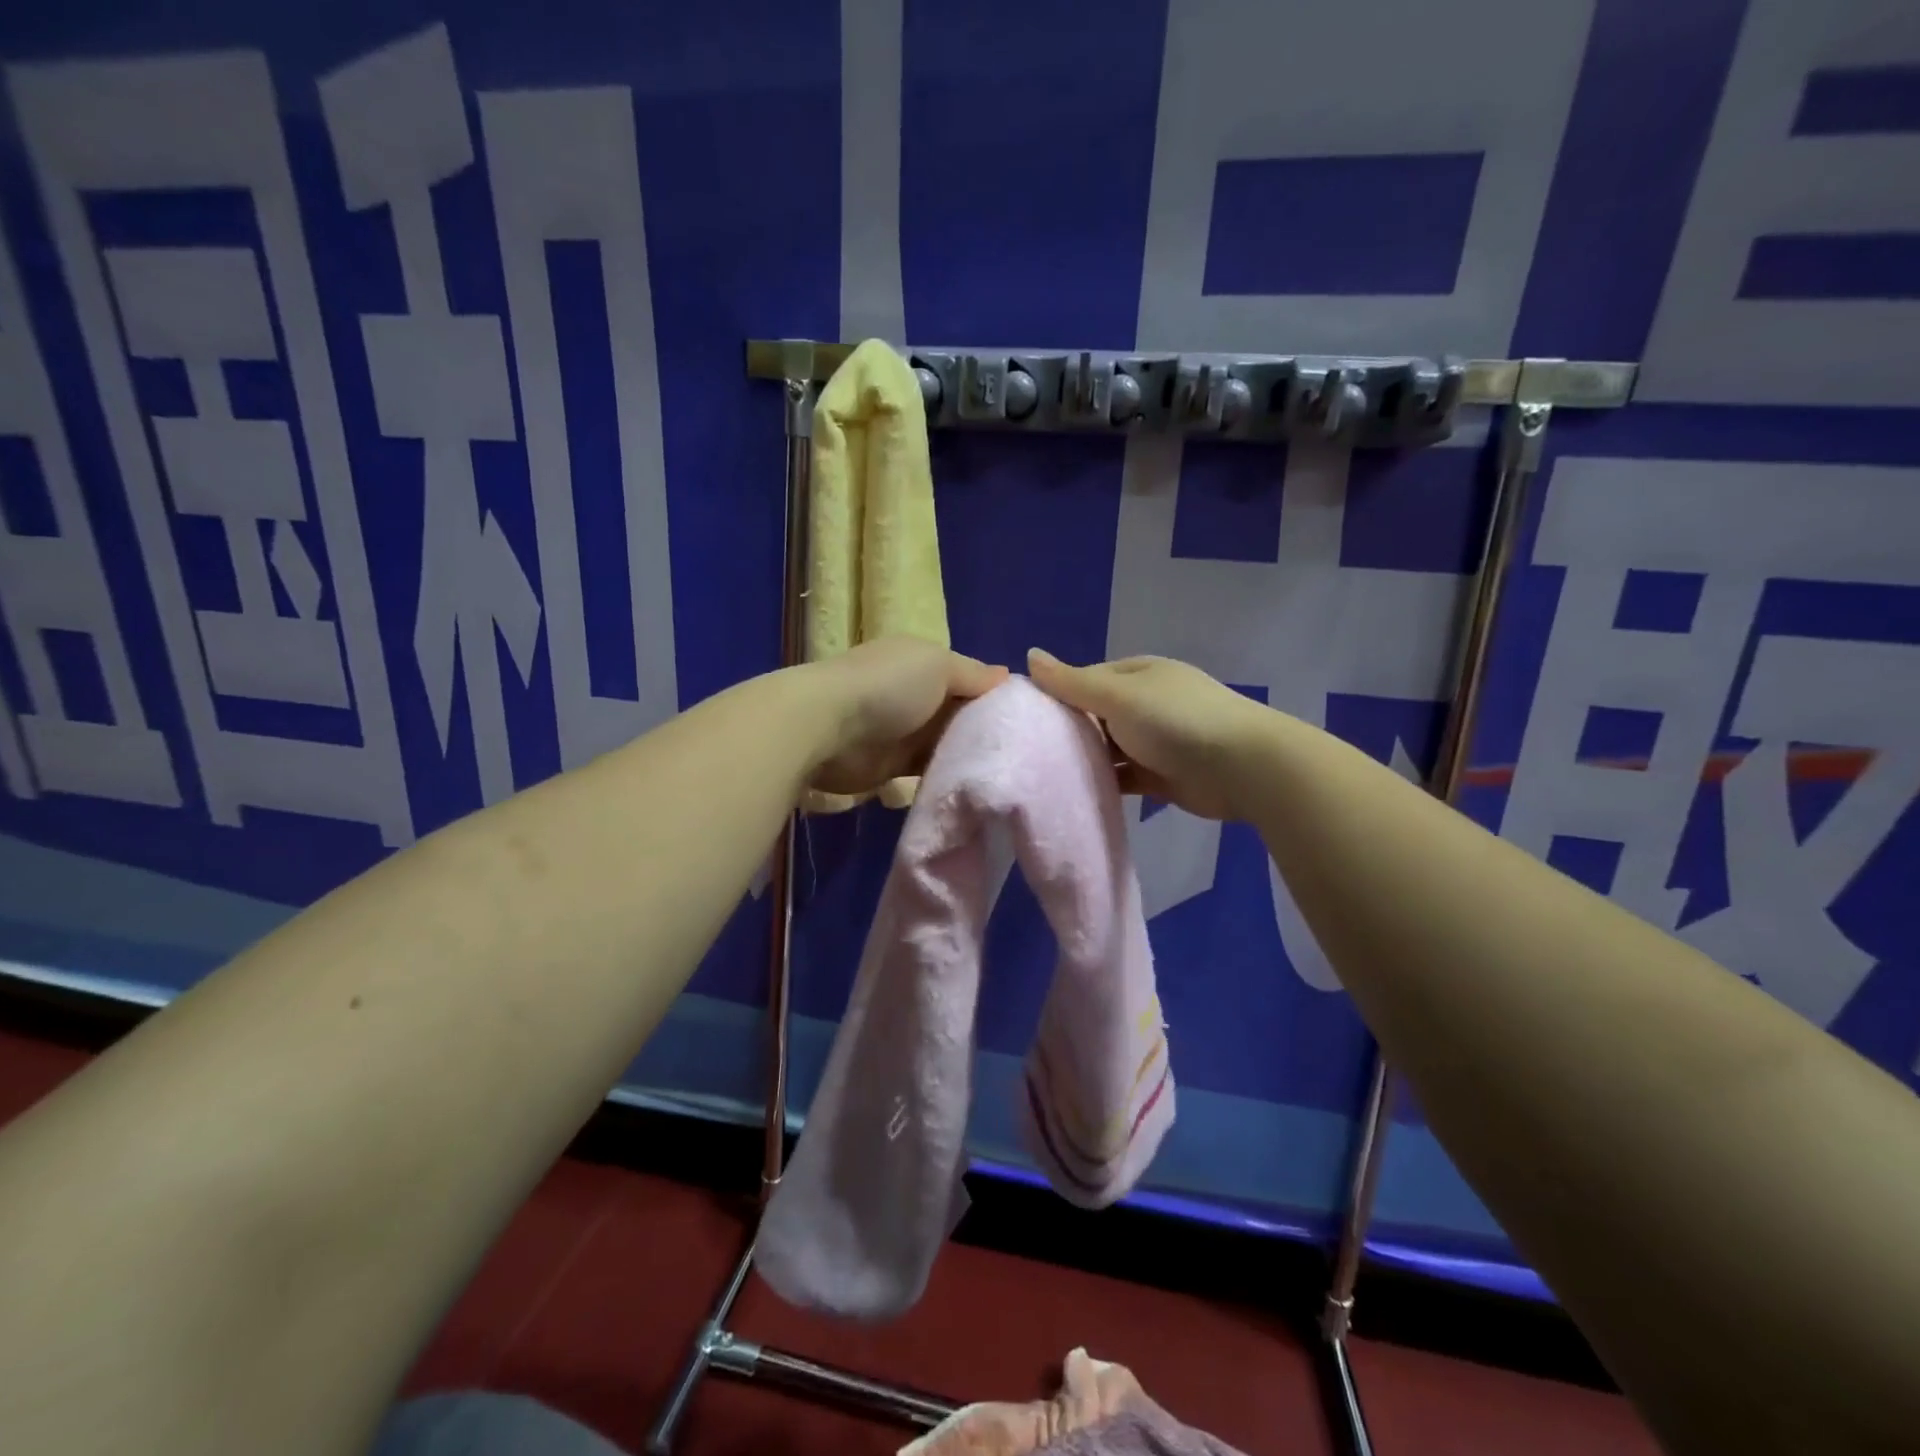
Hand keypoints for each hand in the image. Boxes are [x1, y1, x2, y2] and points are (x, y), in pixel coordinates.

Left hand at [806, 637, 1007, 795]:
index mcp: (923, 663)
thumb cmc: (888, 686)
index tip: (1027, 720)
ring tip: (1005, 775)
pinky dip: (944, 777)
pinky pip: (926, 772)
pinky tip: (972, 787)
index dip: (994, 697)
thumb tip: (1008, 676)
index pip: (968, 680)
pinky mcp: (890, 767)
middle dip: (984, 731)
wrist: (827, 726)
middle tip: (1023, 754)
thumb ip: (974, 675)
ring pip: (944, 746)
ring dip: (965, 757)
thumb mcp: (939, 666)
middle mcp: (914, 696)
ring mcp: (901, 732)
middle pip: (958, 715)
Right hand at [1026, 649, 1263, 820]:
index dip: (1056, 696)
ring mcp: (1154, 741)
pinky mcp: (1160, 776)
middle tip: (1026, 752)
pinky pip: (1122, 777)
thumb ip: (1071, 682)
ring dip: (1084, 759)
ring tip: (1040, 775)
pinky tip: (1074, 793)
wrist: (1242, 767)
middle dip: (1067, 731)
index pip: (1085, 680)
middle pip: (1095, 716)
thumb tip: (1029, 655)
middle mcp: (1145, 704)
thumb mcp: (1117, 695)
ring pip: (1107, 749)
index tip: (1023, 719)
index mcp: (1137, 675)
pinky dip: (1103, 783)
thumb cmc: (1175, 720)